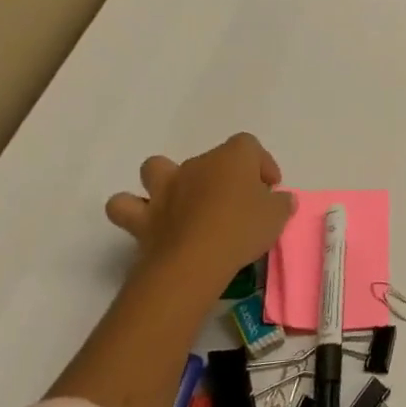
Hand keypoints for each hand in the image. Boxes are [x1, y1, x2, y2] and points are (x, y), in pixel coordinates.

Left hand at [104, 133, 295, 297]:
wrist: (195, 261)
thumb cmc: (243, 229)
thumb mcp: (277, 216)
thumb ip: (280, 203)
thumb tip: (280, 199)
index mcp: (232, 157)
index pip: (249, 145)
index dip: (261, 164)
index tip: (269, 188)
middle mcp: (196, 164)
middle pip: (210, 158)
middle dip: (222, 176)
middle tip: (236, 203)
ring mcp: (165, 188)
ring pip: (156, 167)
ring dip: (166, 179)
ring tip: (183, 201)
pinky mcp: (142, 217)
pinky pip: (125, 205)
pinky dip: (133, 209)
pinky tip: (149, 221)